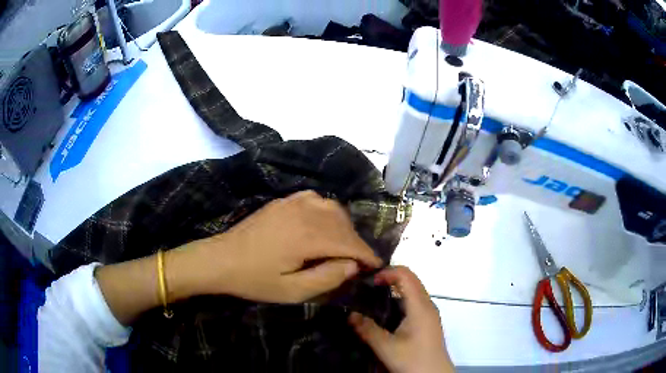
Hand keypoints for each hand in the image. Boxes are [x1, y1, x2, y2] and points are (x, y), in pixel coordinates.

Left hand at [182, 190, 382, 302]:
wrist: (221, 259)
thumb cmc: (254, 279)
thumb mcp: (291, 291)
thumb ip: (326, 278)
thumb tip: (352, 265)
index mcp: (307, 236)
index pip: (349, 242)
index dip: (366, 255)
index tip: (377, 266)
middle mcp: (304, 213)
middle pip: (343, 223)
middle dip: (357, 242)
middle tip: (360, 261)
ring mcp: (292, 203)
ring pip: (332, 208)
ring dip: (344, 226)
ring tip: (344, 245)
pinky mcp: (283, 201)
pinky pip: (316, 199)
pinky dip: (328, 211)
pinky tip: (323, 223)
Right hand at [349, 267, 454, 372]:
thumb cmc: (413, 360)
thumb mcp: (386, 347)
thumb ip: (367, 330)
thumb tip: (350, 314)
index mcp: (420, 306)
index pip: (406, 275)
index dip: (387, 272)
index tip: (368, 281)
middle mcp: (427, 305)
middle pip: (411, 280)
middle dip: (389, 278)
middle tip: (367, 287)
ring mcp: (429, 313)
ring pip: (413, 291)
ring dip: (395, 289)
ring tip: (373, 298)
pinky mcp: (428, 322)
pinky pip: (414, 302)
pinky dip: (400, 299)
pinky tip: (386, 314)